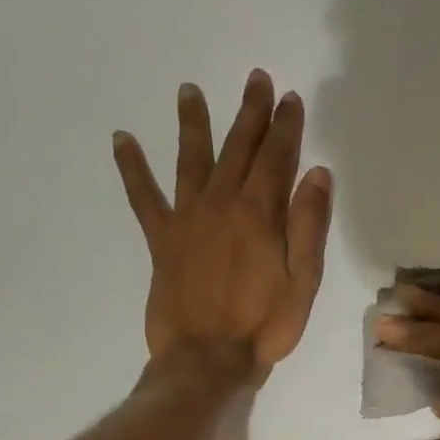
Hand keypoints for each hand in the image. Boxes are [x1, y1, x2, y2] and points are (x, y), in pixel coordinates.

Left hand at [113, 69, 332, 383]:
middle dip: (250, 113)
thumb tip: (317, 173)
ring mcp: (187, 218)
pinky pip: (143, 197)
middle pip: (238, 148)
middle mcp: (221, 204)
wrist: (207, 358)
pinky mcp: (162, 239)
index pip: (277, 158)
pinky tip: (122, 140)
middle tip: (256, 80)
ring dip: (193, 124)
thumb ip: (309, 225)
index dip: (286, 127)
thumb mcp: (304, 280)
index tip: (291, 98)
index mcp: (259, 214)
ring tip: (189, 90)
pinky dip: (132, 168)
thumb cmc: (265, 324)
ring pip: (190, 159)